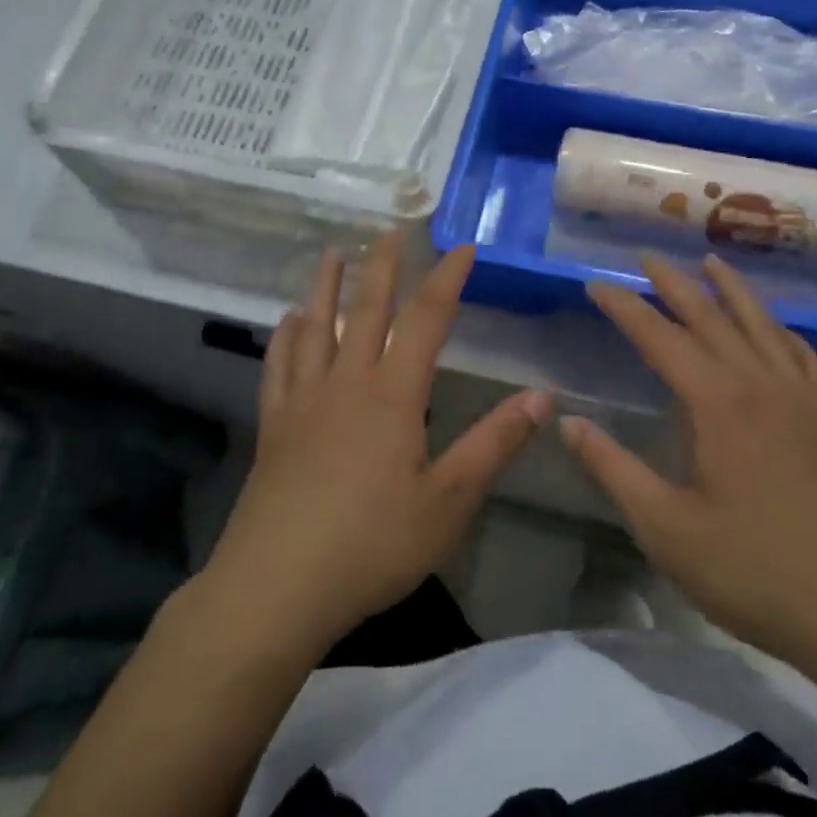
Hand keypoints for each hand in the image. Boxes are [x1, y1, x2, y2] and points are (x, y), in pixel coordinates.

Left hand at [203, 233, 549, 657]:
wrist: (276, 586)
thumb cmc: (372, 544)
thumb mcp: (449, 501)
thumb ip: (494, 444)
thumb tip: (543, 397)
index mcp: (392, 395)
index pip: (426, 320)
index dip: (446, 279)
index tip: (462, 247)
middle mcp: (346, 383)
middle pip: (366, 310)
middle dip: (382, 266)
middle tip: (389, 229)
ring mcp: (304, 401)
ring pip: (315, 326)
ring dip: (326, 286)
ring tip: (332, 253)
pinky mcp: (274, 426)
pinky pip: (278, 366)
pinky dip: (284, 335)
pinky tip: (287, 321)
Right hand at [562, 254, 816, 692]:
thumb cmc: (755, 572)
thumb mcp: (666, 529)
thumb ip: (613, 469)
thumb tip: (567, 423)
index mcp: (718, 403)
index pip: (659, 337)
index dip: (624, 308)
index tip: (595, 284)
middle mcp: (760, 382)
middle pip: (710, 316)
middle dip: (673, 283)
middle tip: (645, 256)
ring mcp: (801, 396)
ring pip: (760, 323)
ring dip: (730, 289)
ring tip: (710, 260)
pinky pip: (799, 352)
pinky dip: (778, 327)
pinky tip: (772, 326)